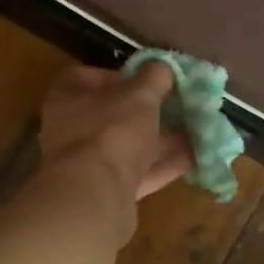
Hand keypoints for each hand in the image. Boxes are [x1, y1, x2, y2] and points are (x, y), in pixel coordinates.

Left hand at [39, 62, 195, 202]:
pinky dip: (163, 166)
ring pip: (128, 147)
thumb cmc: (111, 132)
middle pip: (113, 116)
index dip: (119, 76)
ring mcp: (87, 165)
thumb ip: (154, 77)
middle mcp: (72, 130)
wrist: (94, 197)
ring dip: (161, 141)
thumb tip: (163, 66)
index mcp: (68, 99)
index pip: (87, 78)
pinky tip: (195, 159)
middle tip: (178, 106)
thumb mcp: (139, 96)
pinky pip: (138, 174)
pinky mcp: (106, 192)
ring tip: (196, 131)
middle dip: (149, 112)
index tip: (146, 80)